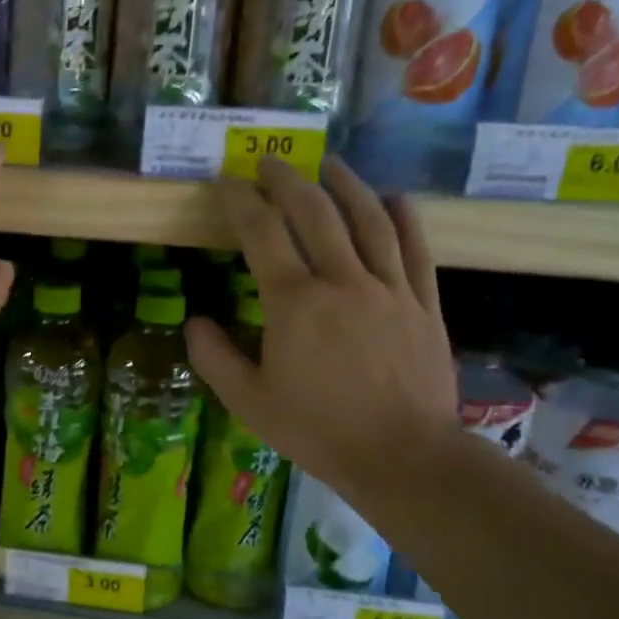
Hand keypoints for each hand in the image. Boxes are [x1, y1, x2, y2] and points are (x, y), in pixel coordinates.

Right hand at [184, 156, 457, 506]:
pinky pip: (415, 249)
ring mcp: (389, 288)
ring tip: (329, 164)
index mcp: (294, 302)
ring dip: (346, 185)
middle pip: (315, 213)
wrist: (404, 456)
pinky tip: (395, 198)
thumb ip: (214, 356)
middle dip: (288, 180)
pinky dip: (404, 218)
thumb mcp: (248, 401)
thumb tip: (195, 320)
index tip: (227, 182)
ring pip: (369, 220)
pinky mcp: (424, 303)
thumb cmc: (317, 430)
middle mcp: (342, 281)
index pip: (261, 234)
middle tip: (271, 162)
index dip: (240, 201)